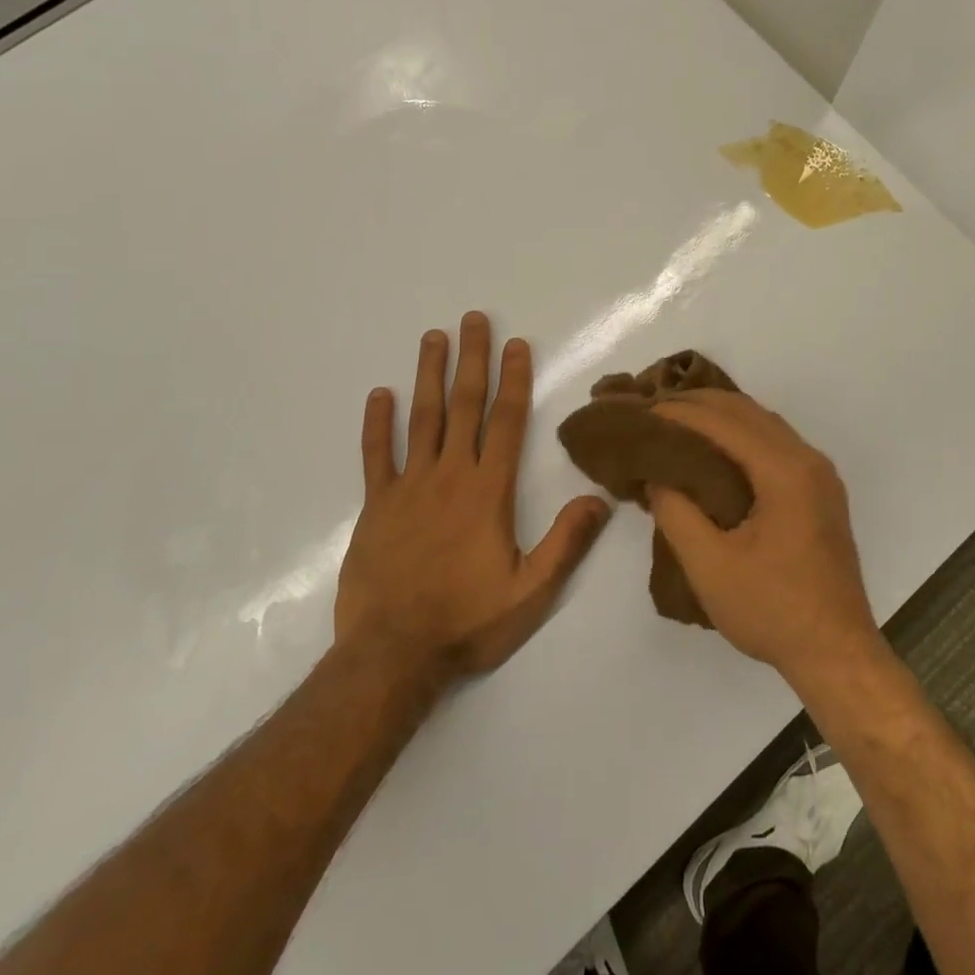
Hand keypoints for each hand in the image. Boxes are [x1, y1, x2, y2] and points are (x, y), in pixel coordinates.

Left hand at [334, 313, 611, 680]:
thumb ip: (566, 542)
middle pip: (464, 406)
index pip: (506, 422)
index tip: (517, 344)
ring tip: (433, 338)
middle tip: (473, 319)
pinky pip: (375, 455)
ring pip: (421, 419)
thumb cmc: (468, 622)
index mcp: (488, 492)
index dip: (514, 379)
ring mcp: (408, 487)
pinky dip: (377, 423)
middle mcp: (449, 476)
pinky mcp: (376, 506)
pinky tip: (380, 394)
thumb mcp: (531, 592)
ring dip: (429, 376)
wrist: (392, 655)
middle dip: (472, 359)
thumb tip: (599, 499)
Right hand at [648, 391, 880, 685]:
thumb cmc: (772, 610)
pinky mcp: (820, 492)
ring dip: (722, 416)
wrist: (837, 653)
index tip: (644, 410)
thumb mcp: (709, 566)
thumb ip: (676, 513)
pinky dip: (742, 435)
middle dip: (700, 404)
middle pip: (748, 412)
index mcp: (786, 471)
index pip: (726, 422)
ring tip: (679, 421)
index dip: (681, 412)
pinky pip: (776, 444)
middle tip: (655, 409)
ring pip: (765, 424)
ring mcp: (820, 475)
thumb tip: (658, 476)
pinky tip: (716, 449)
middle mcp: (808, 460)